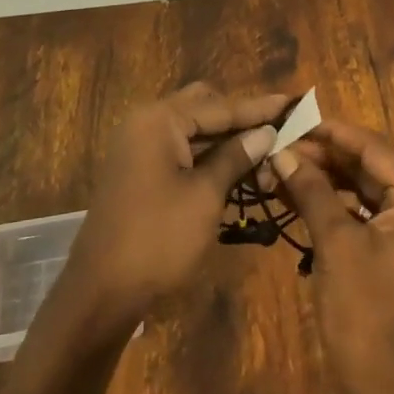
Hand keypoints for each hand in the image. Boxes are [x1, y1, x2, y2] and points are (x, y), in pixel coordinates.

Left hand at [58, 83, 288, 336]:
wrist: (102, 291)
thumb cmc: (159, 238)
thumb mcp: (205, 195)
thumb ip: (236, 157)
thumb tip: (266, 132)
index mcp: (159, 120)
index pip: (219, 106)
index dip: (258, 108)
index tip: (292, 102)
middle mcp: (146, 123)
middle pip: (203, 108)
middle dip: (240, 121)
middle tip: (276, 134)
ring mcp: (139, 147)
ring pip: (193, 131)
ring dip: (226, 142)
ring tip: (266, 157)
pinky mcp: (139, 171)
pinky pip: (180, 151)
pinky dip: (207, 158)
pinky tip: (237, 171)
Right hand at [271, 119, 393, 393]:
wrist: (387, 389)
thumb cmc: (365, 312)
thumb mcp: (336, 244)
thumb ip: (311, 190)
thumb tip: (281, 153)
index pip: (374, 148)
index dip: (330, 133)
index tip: (292, 120)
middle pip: (370, 165)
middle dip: (324, 157)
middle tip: (279, 147)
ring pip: (364, 188)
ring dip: (325, 179)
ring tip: (282, 168)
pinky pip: (365, 212)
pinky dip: (334, 204)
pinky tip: (298, 195)